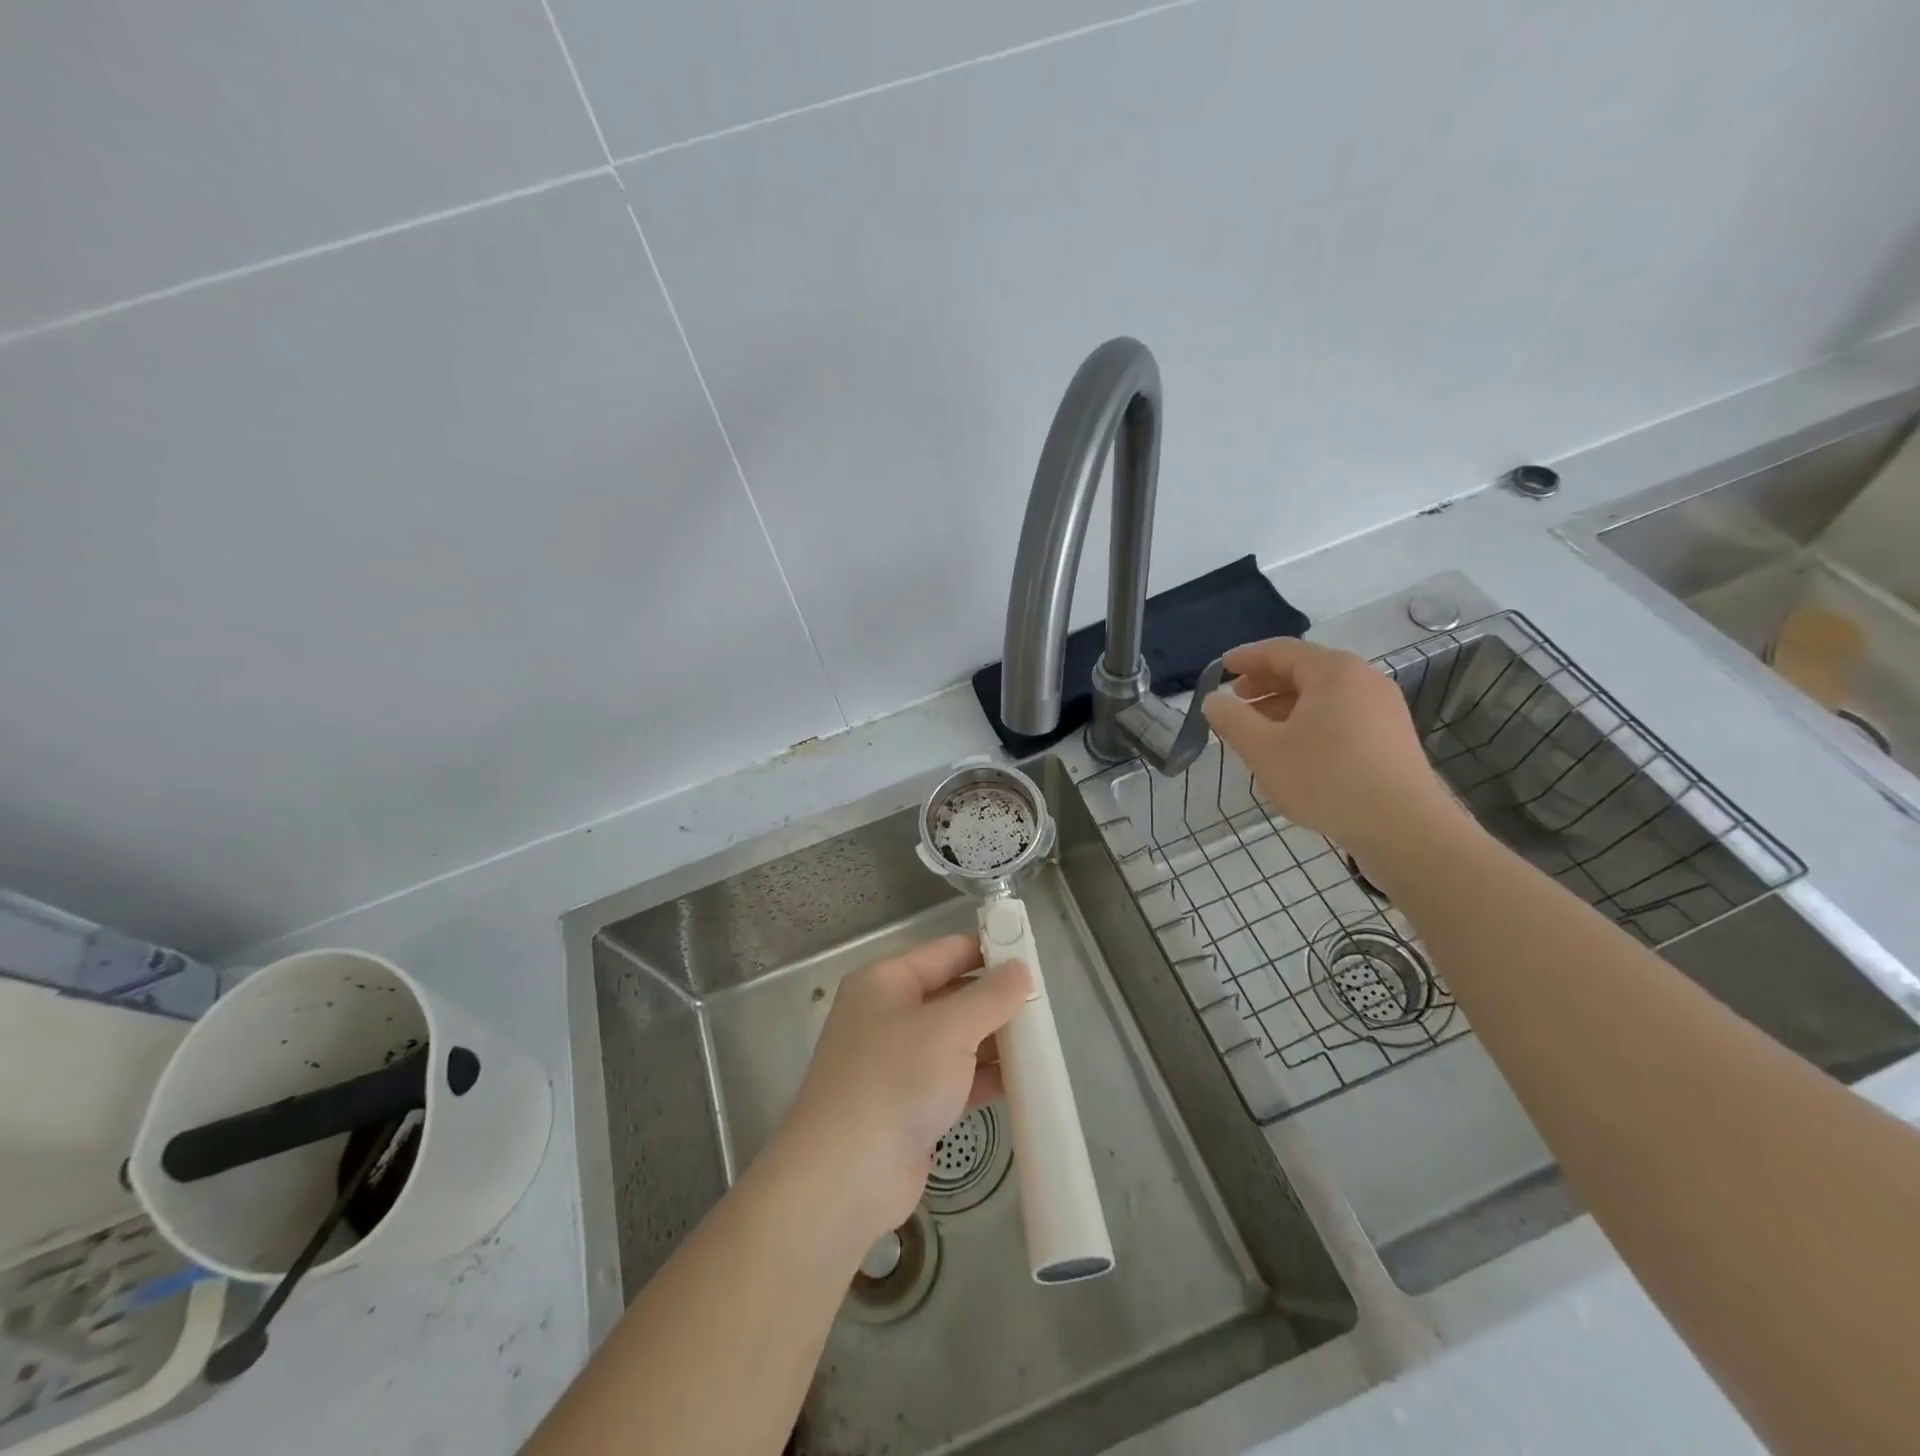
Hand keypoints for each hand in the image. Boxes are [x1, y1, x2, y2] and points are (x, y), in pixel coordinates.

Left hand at [780, 935, 1029, 1243]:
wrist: (844, 1178)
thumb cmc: (894, 1082)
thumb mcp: (948, 1029)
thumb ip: (990, 996)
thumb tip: (1020, 969)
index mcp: (886, 982)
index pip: (946, 952)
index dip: (988, 950)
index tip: (1032, 957)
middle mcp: (888, 1014)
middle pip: (952, 995)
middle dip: (996, 1001)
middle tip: (1045, 1006)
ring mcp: (897, 1062)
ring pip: (956, 1039)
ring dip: (994, 1041)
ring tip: (1042, 1043)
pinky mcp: (909, 1104)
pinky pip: (955, 1078)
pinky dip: (984, 1078)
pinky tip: (1022, 1082)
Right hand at [1202, 637, 1460, 859]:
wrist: (1403, 827)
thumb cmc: (1326, 779)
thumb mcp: (1264, 750)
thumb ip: (1232, 720)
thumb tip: (1214, 700)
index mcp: (1333, 671)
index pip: (1281, 650)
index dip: (1246, 658)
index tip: (1220, 668)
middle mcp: (1363, 680)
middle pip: (1305, 670)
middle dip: (1265, 683)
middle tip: (1236, 701)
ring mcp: (1383, 708)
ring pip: (1323, 696)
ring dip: (1285, 706)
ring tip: (1258, 730)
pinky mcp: (1391, 737)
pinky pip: (1341, 715)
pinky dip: (1310, 721)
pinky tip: (1294, 750)